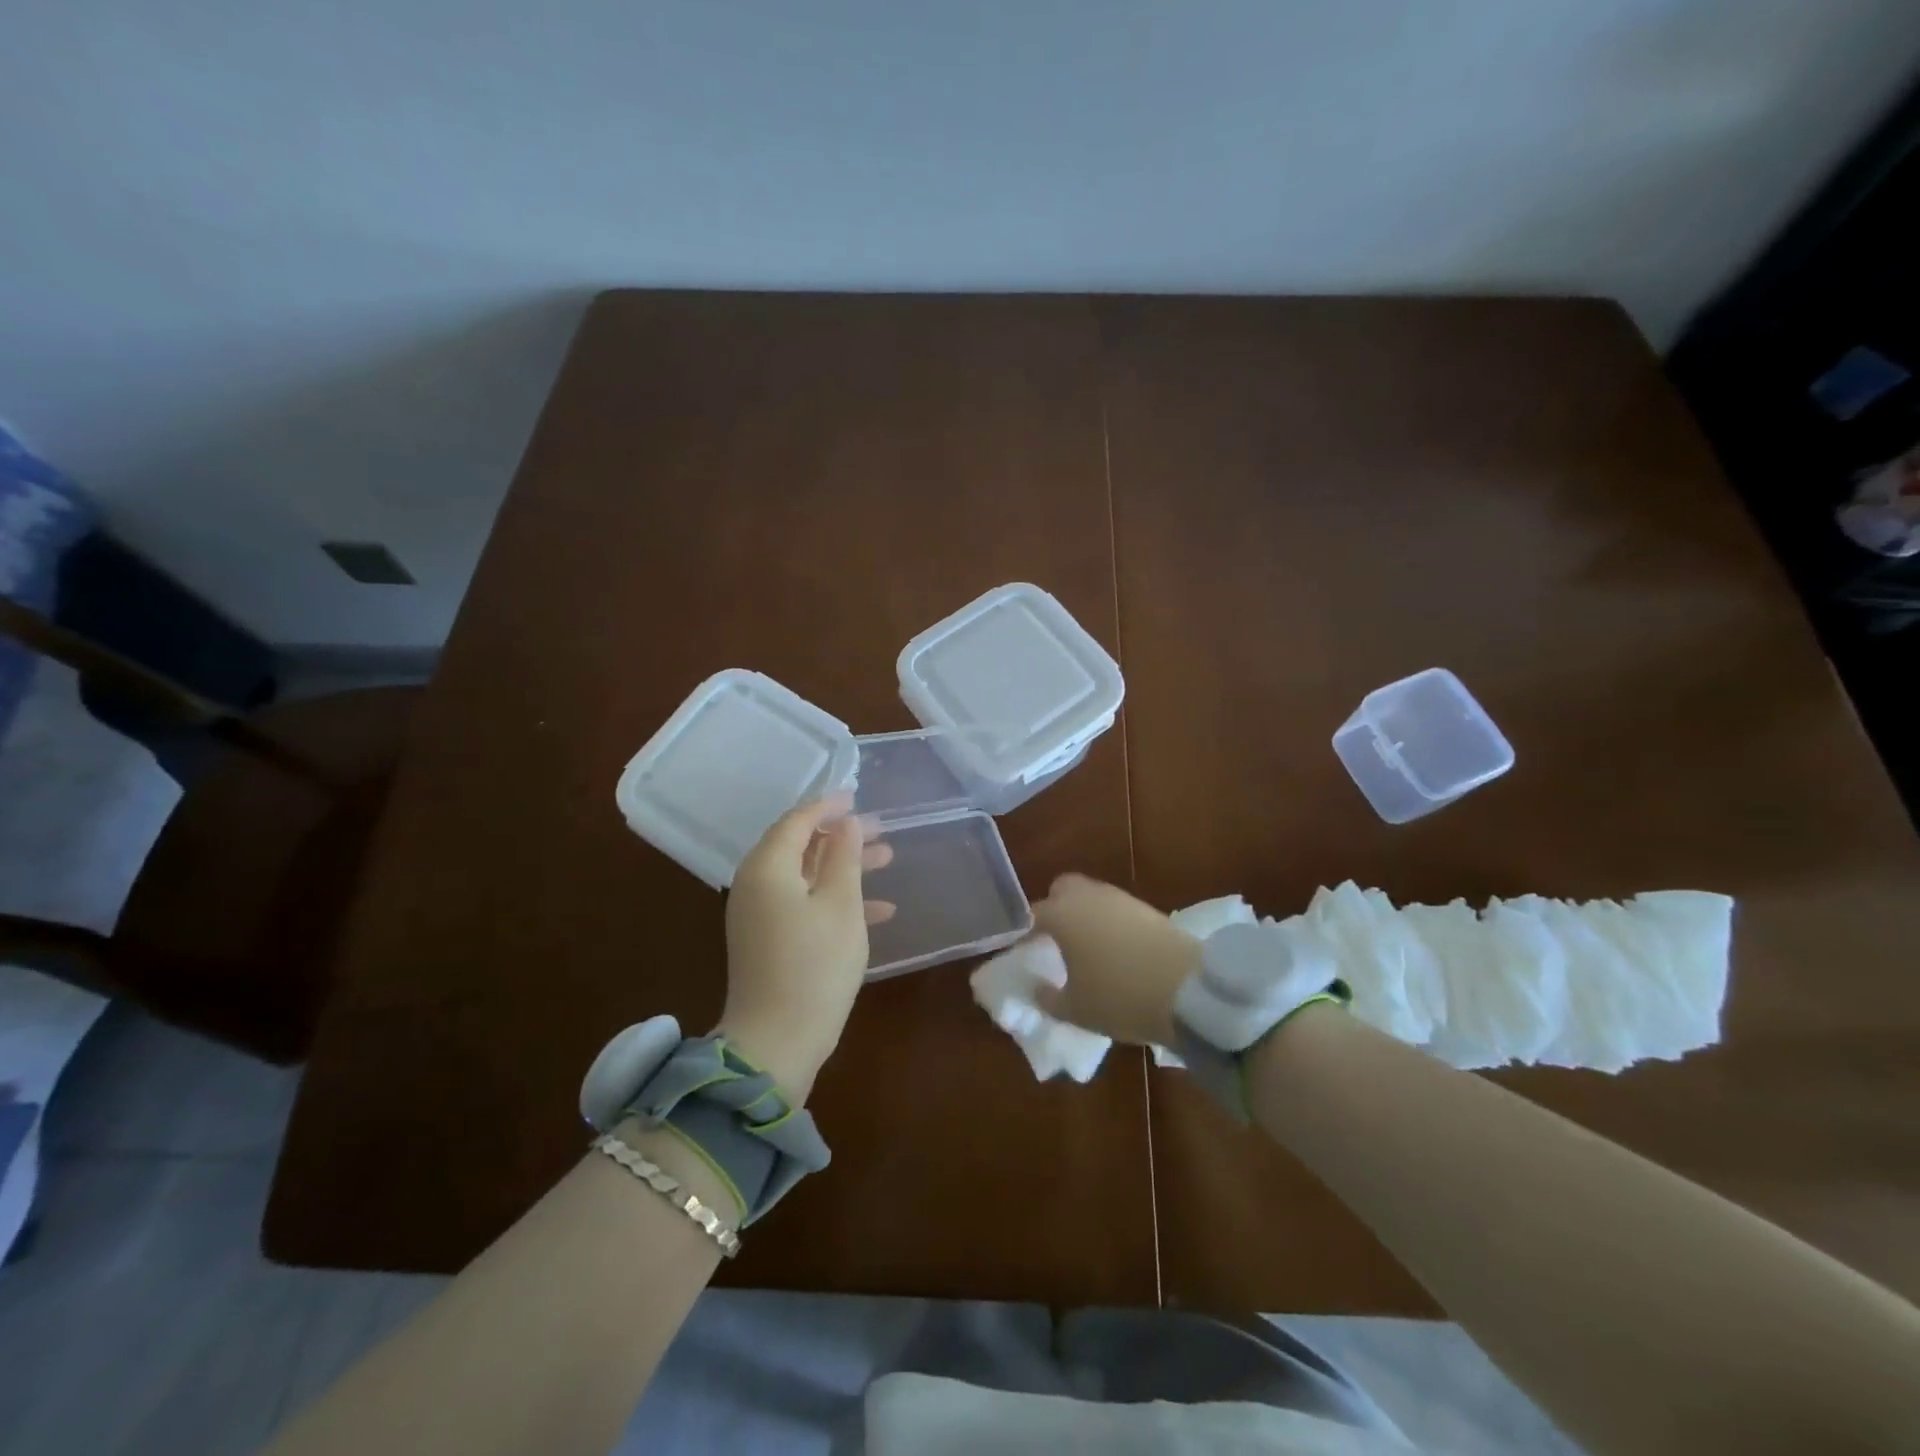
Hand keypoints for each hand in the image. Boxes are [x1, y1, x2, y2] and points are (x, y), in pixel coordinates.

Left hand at [718, 795, 894, 1103]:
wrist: (776, 1043)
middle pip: (800, 846)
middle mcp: (755, 885)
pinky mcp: (768, 940)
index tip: (857, 796)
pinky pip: (802, 904)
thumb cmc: (814, 966)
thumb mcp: (841, 905)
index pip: (796, 821)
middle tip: (881, 830)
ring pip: (806, 876)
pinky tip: (879, 911)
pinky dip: (835, 900)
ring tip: (888, 860)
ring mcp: (759, 915)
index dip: (828, 806)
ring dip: (844, 867)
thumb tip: (846, 823)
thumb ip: (844, 857)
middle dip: (842, 837)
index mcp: (767, 868)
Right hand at [1030, 873, 1201, 1046]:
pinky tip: (1117, 950)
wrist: (1187, 990)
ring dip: (1086, 914)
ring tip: (1089, 948)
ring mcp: (1121, 899)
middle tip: (1057, 940)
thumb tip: (1037, 988)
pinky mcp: (1148, 908)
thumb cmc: (1119, 998)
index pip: (1033, 915)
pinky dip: (1111, 923)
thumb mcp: (1075, 1010)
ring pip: (1093, 896)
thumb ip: (1048, 998)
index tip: (1027, 953)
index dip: (1027, 934)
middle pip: (1063, 889)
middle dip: (1056, 907)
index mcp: (1062, 915)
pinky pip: (1117, 909)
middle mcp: (1088, 897)